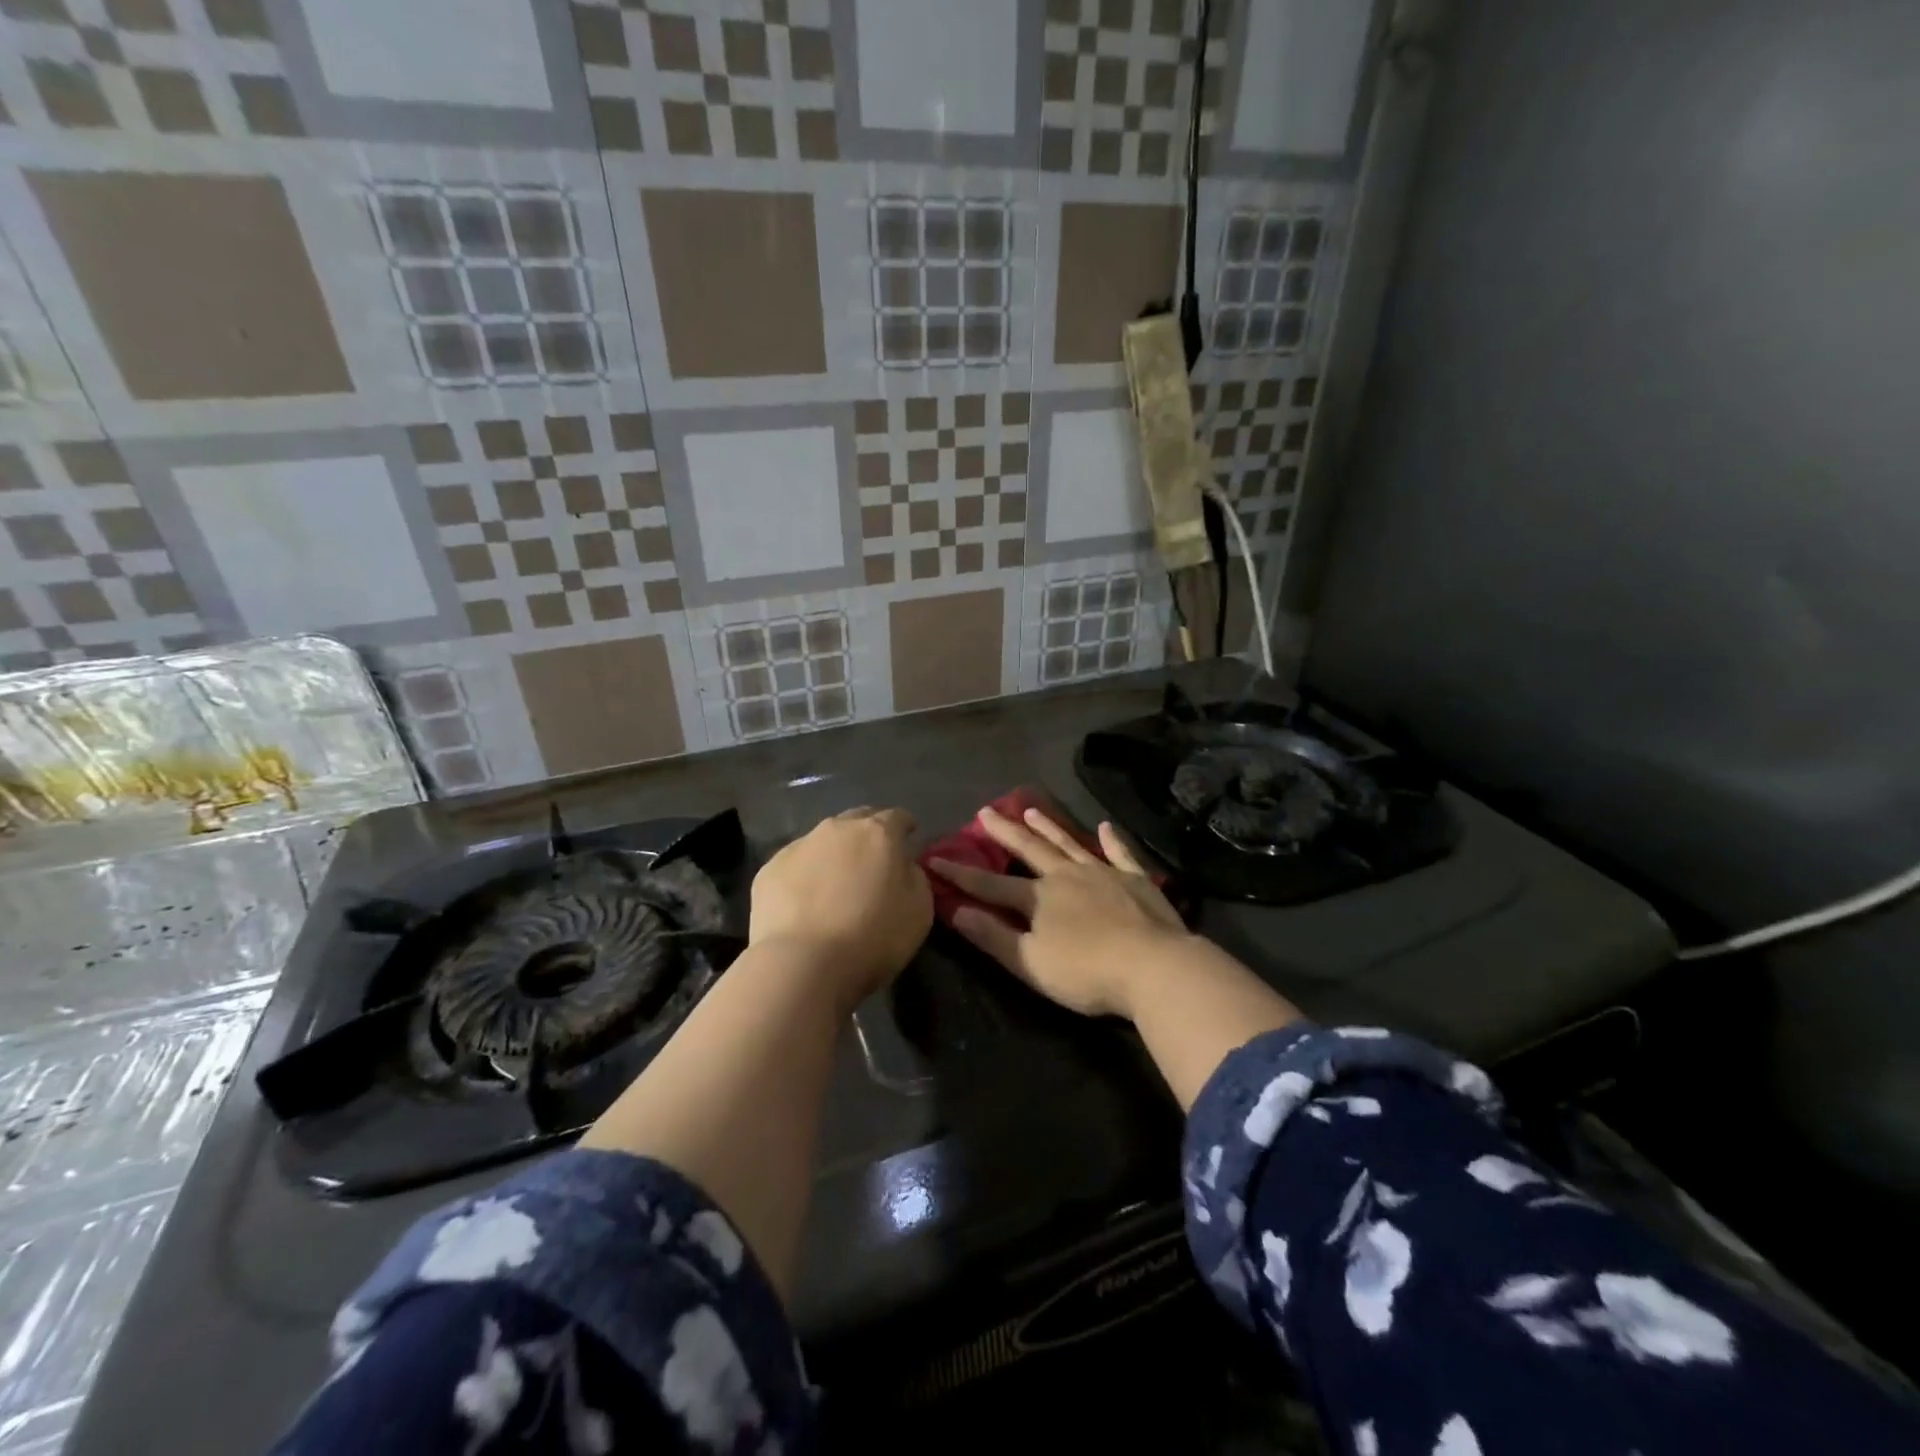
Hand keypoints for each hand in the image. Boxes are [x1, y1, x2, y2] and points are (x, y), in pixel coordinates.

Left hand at [750, 807, 932, 1007]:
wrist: (803, 964)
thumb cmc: (872, 937)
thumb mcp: (919, 910)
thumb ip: (914, 877)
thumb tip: (903, 866)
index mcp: (878, 833)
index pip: (897, 817)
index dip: (905, 827)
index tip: (909, 839)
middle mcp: (837, 829)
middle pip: (857, 820)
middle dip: (868, 834)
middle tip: (874, 860)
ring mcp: (799, 846)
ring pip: (823, 841)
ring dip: (834, 854)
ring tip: (836, 883)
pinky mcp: (769, 870)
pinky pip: (796, 865)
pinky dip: (805, 876)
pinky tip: (805, 902)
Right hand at [929, 806, 1188, 1017]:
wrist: (1154, 967)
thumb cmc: (1086, 972)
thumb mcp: (1030, 962)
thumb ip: (992, 936)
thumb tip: (955, 910)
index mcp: (1038, 898)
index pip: (990, 883)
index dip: (961, 874)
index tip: (935, 859)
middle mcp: (1066, 875)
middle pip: (1029, 849)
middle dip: (1004, 832)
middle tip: (985, 811)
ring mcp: (1103, 873)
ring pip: (1069, 844)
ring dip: (1049, 827)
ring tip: (1031, 809)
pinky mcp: (1136, 880)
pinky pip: (1120, 854)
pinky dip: (1112, 840)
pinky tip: (1106, 827)